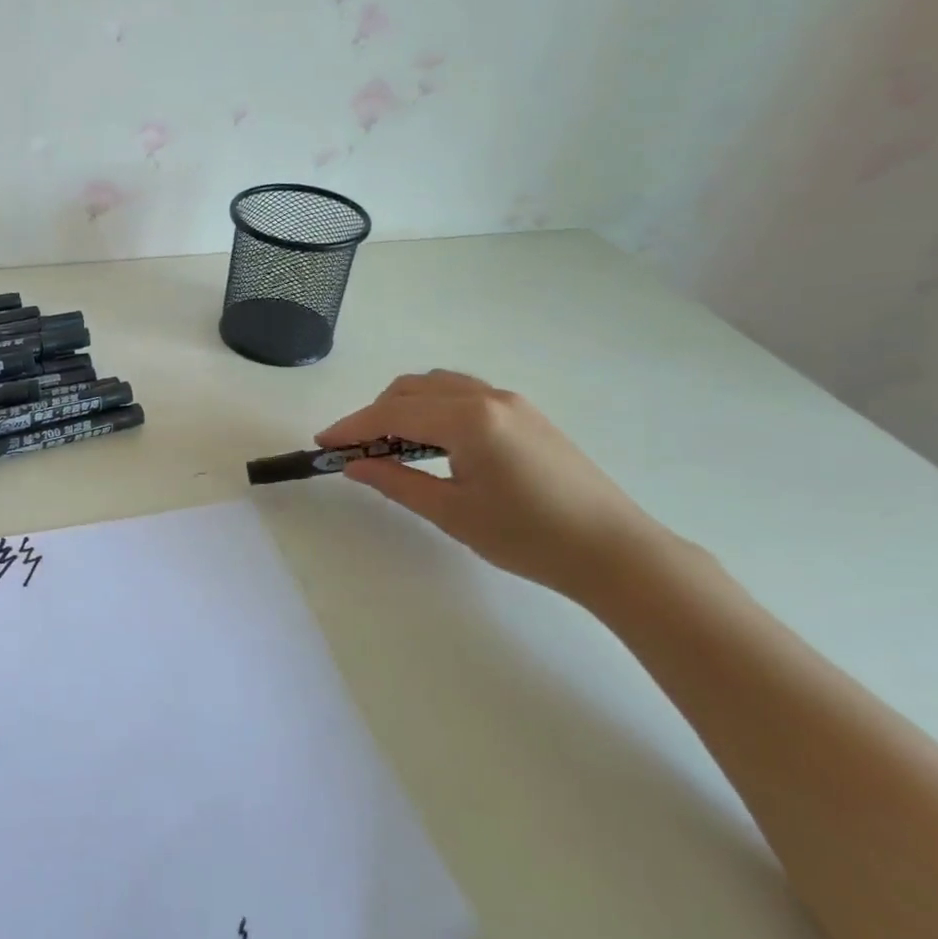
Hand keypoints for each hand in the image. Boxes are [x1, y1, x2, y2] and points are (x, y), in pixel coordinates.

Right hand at [318, 370, 674, 598]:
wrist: (614, 551)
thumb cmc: (528, 537)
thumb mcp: (452, 513)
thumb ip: (396, 481)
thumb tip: (354, 465)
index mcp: (468, 419)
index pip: (392, 414)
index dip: (352, 426)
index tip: (323, 443)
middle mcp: (487, 397)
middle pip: (410, 390)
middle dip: (374, 414)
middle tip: (354, 450)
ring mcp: (511, 401)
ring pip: (437, 386)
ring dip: (403, 407)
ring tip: (389, 446)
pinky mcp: (525, 414)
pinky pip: (463, 394)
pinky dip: (432, 408)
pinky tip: (431, 442)